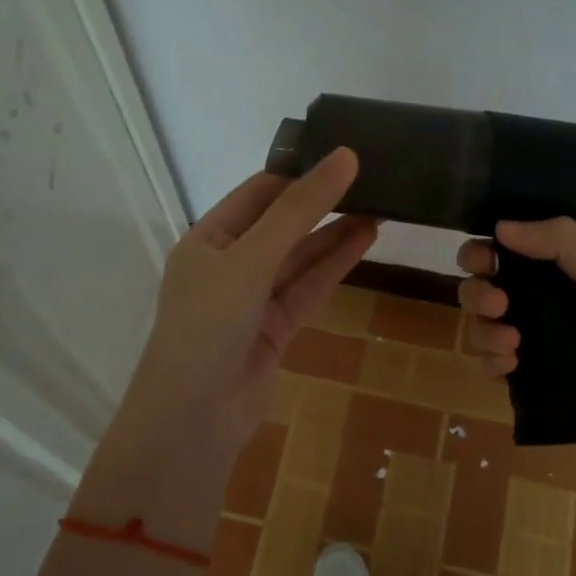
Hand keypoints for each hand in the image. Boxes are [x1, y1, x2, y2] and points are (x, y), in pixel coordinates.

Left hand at [124, 148, 376, 460]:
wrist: (194, 419)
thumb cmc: (209, 324)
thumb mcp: (251, 258)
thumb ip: (299, 210)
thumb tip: (344, 156)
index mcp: (207, 239)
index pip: (258, 193)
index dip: (299, 174)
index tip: (343, 156)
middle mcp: (228, 264)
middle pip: (281, 225)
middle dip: (322, 205)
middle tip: (372, 181)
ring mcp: (251, 300)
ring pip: (299, 259)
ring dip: (334, 234)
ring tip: (380, 207)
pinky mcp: (275, 330)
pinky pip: (307, 289)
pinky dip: (333, 266)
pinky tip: (364, 240)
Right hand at [457, 219, 575, 507]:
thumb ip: (563, 246)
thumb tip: (501, 225)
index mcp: (565, 273)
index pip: (509, 253)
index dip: (485, 252)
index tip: (483, 260)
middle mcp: (548, 305)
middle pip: (487, 291)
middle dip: (478, 294)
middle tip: (497, 304)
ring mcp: (543, 346)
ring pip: (487, 331)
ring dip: (483, 332)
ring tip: (510, 343)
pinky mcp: (542, 385)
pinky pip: (499, 370)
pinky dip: (493, 364)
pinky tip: (509, 366)